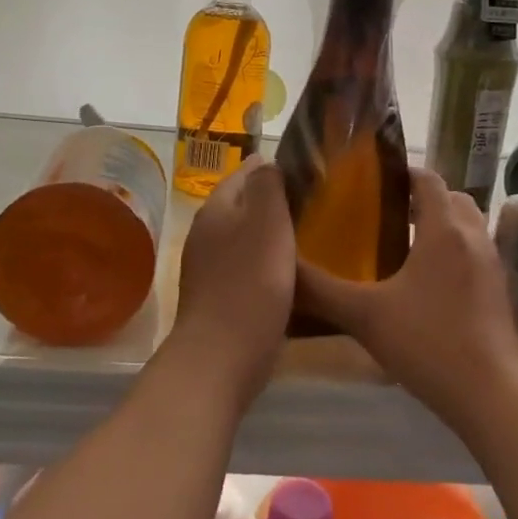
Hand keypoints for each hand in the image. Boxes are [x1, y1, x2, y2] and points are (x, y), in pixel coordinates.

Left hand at [169, 157, 295, 409]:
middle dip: (272, 201)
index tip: (305, 170)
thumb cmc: (251, 283)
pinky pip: (245, 267)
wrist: (221, 357)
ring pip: (244, 237)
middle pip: (242, 205)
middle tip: (311, 203)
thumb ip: (267, 186)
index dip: (272, 168)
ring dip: (269, 234)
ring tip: (306, 236)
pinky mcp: (217, 297)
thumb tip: (265, 161)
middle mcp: (206, 232)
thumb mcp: (267, 222)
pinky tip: (287, 274)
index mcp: (217, 208)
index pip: (244, 173)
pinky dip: (265, 262)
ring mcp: (208, 267)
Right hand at [297, 168, 517, 433]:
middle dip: (423, 200)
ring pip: (468, 227)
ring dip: (442, 226)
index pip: (429, 179)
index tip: (373, 184)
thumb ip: (320, 290)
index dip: (403, 174)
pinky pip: (477, 254)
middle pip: (452, 199)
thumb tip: (284, 269)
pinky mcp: (502, 292)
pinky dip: (456, 253)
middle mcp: (474, 237)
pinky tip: (429, 286)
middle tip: (385, 215)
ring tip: (404, 248)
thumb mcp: (364, 317)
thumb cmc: (428, 344)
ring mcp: (494, 265)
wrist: (493, 397)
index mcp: (444, 230)